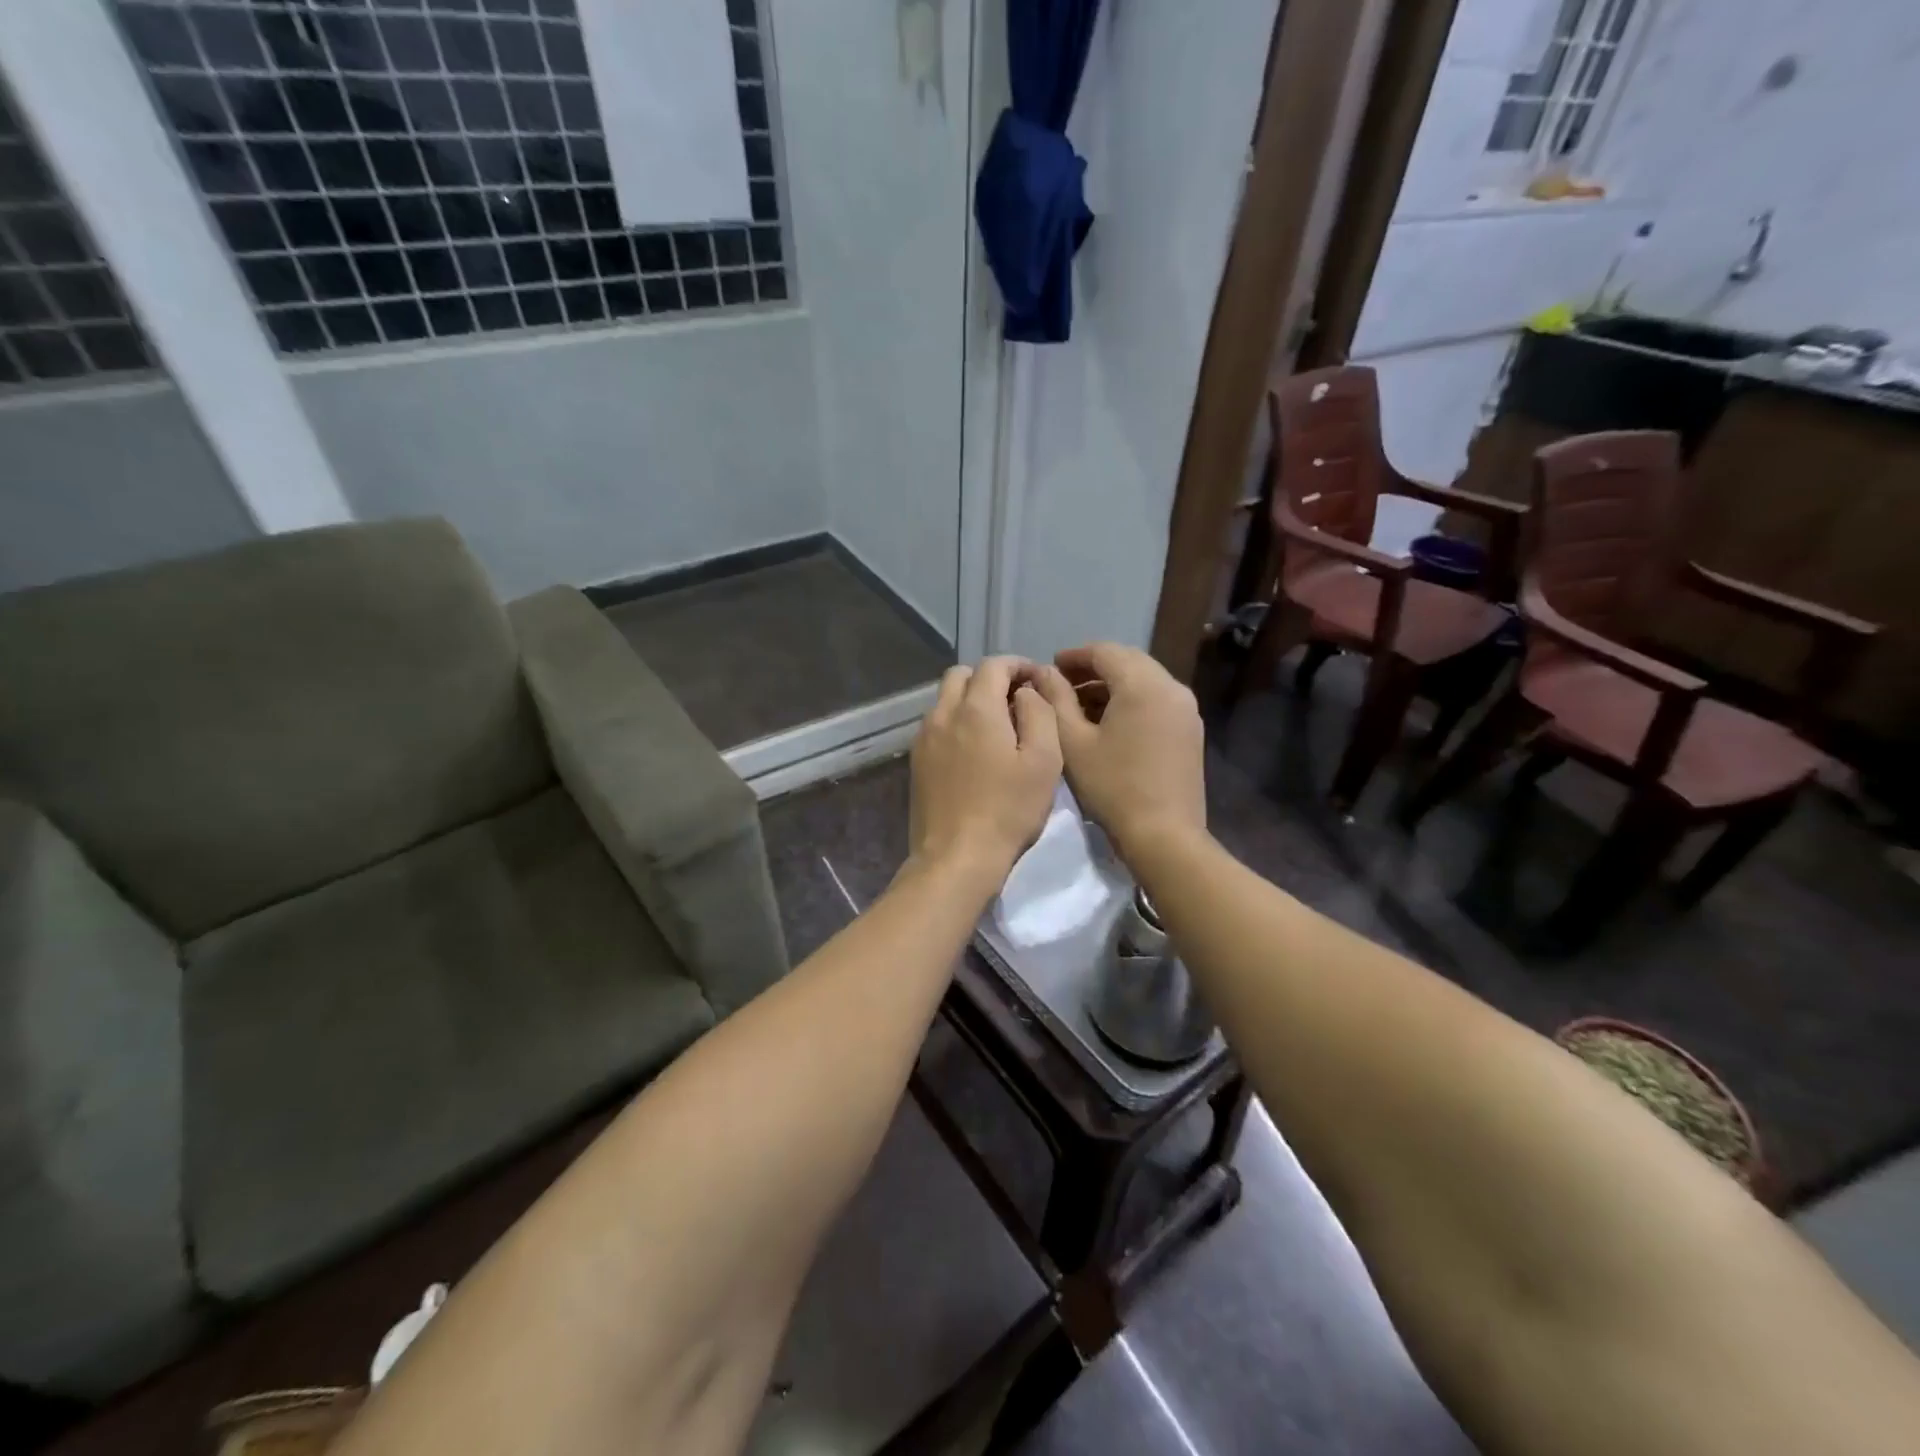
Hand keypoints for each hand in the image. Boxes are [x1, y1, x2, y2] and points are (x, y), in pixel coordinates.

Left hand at [908, 657, 1063, 884]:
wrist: (956, 857)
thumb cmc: (1008, 810)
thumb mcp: (1044, 761)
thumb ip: (1039, 713)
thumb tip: (1026, 692)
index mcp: (976, 709)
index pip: (994, 665)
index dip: (1018, 665)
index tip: (1036, 680)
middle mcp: (943, 714)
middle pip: (961, 675)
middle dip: (989, 678)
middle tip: (1014, 701)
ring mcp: (924, 738)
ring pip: (945, 699)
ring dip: (970, 700)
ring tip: (996, 727)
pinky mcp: (916, 761)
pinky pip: (936, 725)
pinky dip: (956, 723)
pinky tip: (973, 751)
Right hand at [1031, 642, 1205, 857]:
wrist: (1164, 835)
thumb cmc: (1112, 787)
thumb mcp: (1073, 742)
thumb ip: (1056, 700)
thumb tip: (1045, 673)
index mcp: (1143, 685)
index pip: (1105, 652)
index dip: (1075, 656)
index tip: (1050, 667)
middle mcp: (1172, 687)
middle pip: (1129, 661)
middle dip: (1094, 668)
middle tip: (1063, 684)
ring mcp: (1186, 709)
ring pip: (1145, 680)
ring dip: (1113, 685)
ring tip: (1081, 705)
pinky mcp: (1190, 730)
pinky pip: (1157, 699)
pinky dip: (1132, 700)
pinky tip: (1109, 722)